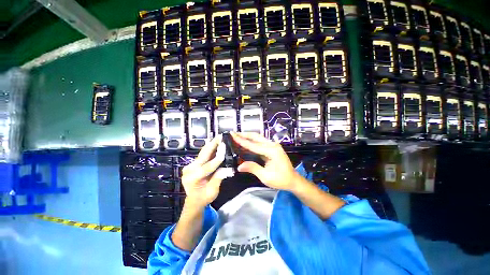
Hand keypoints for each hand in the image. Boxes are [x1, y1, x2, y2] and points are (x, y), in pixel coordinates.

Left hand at [181, 135, 230, 207]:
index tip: (224, 149)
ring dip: (212, 145)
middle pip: (203, 155)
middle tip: (220, 136)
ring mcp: (190, 165)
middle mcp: (189, 170)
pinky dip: (210, 149)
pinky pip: (203, 155)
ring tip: (219, 137)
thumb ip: (218, 178)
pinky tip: (216, 143)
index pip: (207, 167)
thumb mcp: (212, 191)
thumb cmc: (203, 198)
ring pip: (203, 153)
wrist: (194, 200)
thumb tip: (227, 169)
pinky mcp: (193, 164)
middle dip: (213, 145)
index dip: (217, 158)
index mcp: (192, 178)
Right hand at [231, 132, 301, 190]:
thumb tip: (239, 166)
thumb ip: (253, 168)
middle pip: (256, 137)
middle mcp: (272, 145)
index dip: (242, 141)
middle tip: (233, 134)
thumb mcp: (266, 176)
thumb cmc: (281, 179)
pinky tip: (245, 143)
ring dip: (248, 137)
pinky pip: (260, 143)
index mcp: (272, 151)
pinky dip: (252, 142)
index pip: (253, 145)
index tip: (233, 135)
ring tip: (237, 136)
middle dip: (244, 134)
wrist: (293, 180)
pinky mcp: (272, 148)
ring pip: (258, 138)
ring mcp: (273, 146)